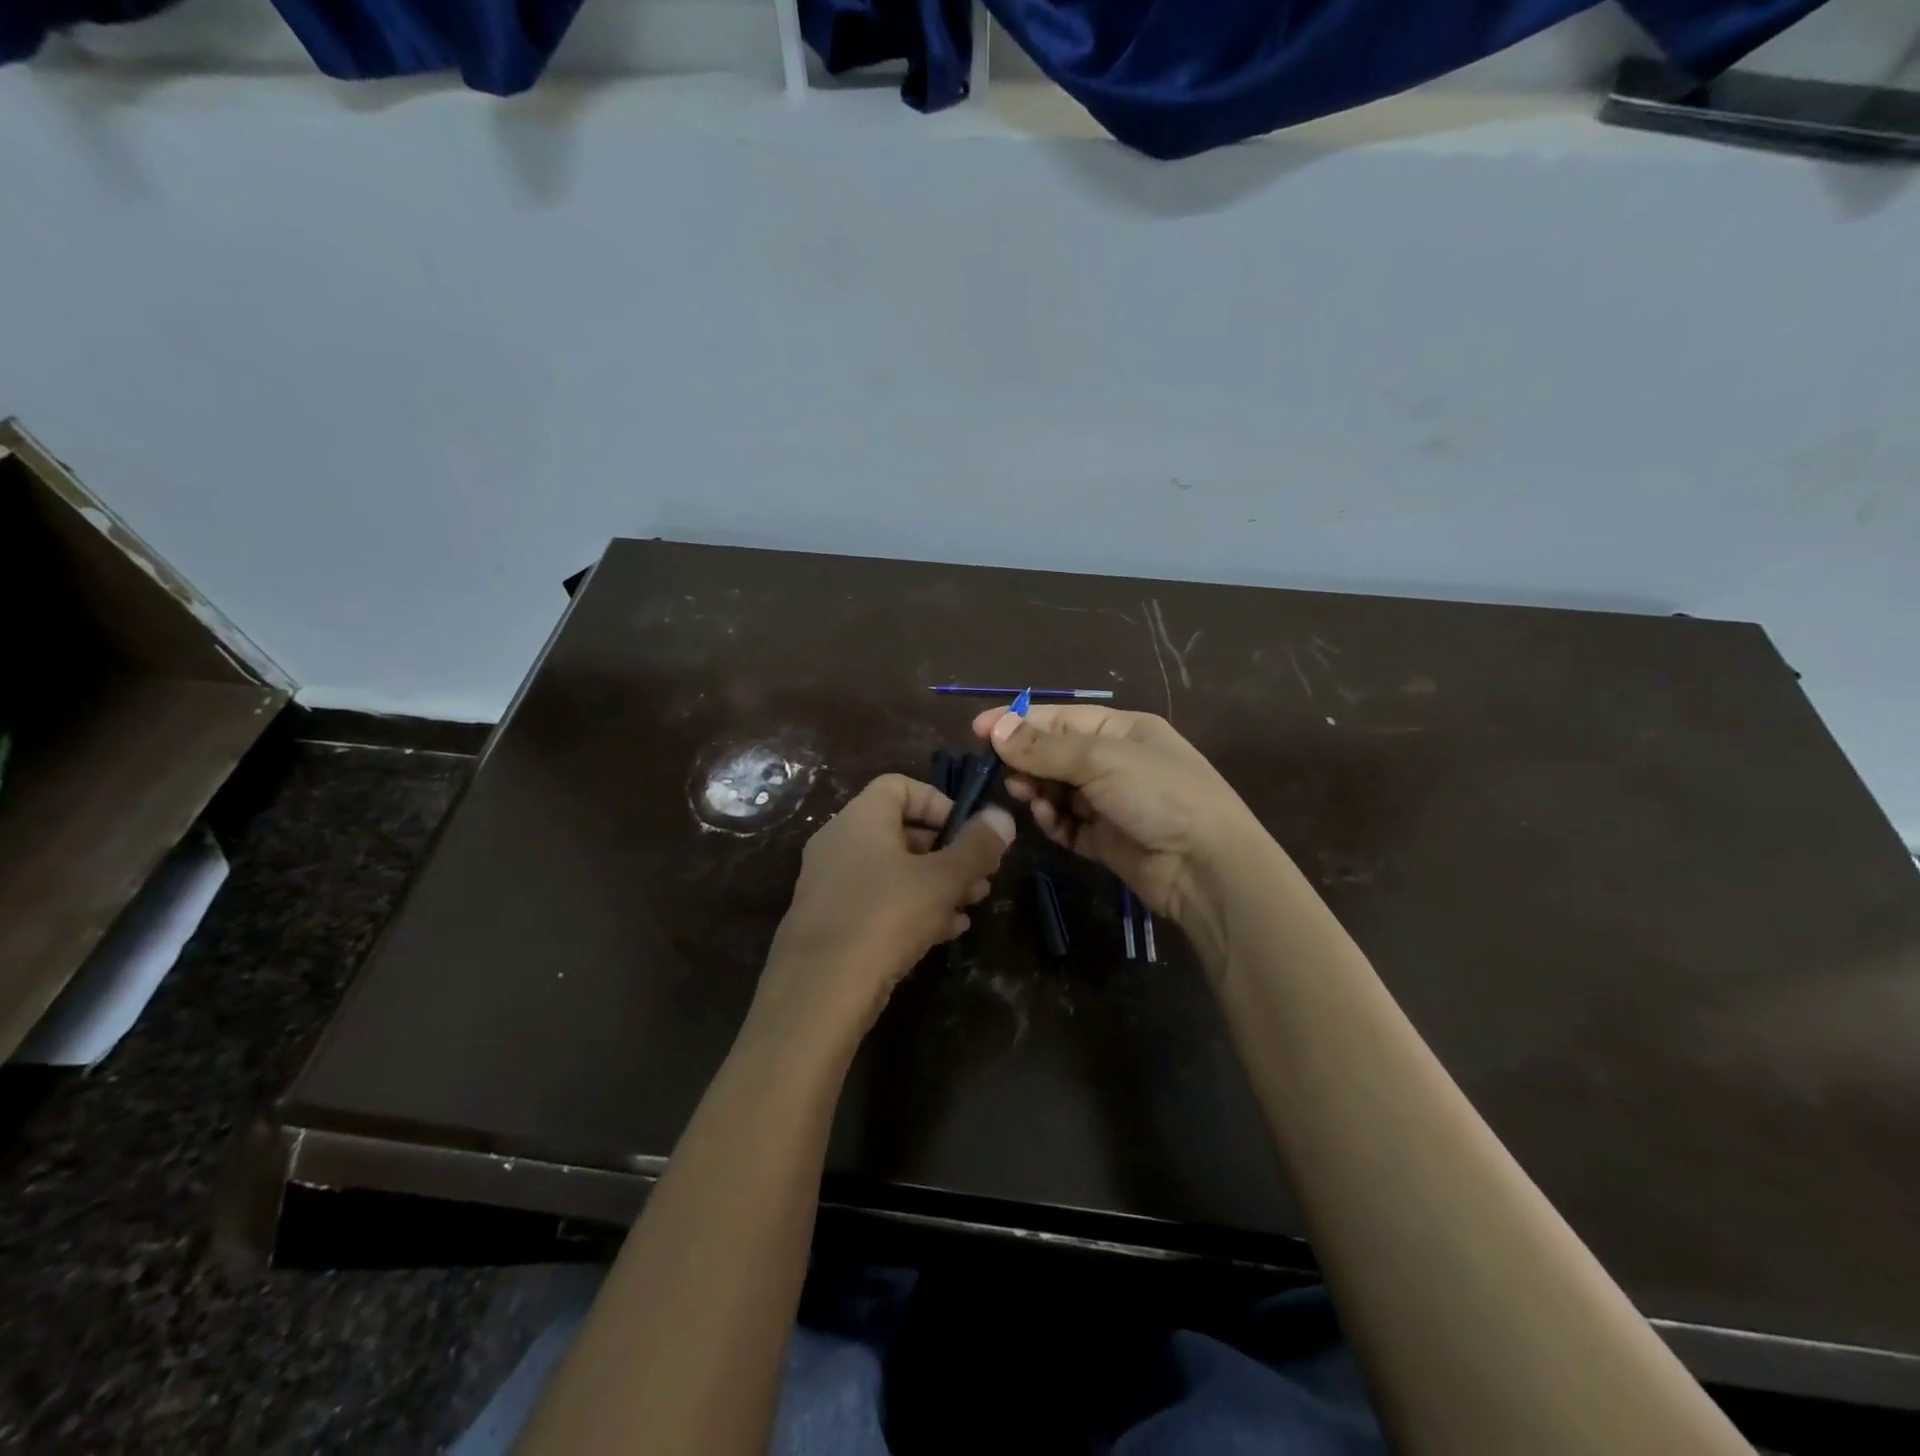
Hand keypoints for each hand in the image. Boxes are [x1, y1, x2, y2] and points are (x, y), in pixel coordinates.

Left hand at [753, 774, 1014, 1049]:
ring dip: (935, 883)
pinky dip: (911, 907)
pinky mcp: (831, 920)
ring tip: (971, 905)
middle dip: (947, 851)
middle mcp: (840, 842)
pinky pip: (877, 900)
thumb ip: (976, 847)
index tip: (968, 832)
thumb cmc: (885, 917)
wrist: (819, 991)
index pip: (900, 786)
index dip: (939, 802)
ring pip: (892, 870)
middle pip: (900, 830)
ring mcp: (831, 883)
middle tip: (981, 876)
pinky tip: (946, 931)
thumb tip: (1003, 816)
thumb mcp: (942, 880)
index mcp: (860, 818)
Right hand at [973, 705, 1265, 939]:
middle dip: (1028, 761)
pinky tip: (1050, 820)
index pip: (1060, 718)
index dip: (1019, 722)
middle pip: (1056, 754)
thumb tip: (995, 729)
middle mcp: (1116, 762)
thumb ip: (1045, 748)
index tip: (978, 730)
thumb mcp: (1101, 760)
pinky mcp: (1106, 839)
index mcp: (1123, 730)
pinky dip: (1055, 821)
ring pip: (1058, 790)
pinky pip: (1068, 824)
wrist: (1207, 867)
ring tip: (1028, 796)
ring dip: (1039, 791)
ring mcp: (1111, 802)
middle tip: (1004, 773)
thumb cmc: (1159, 795)